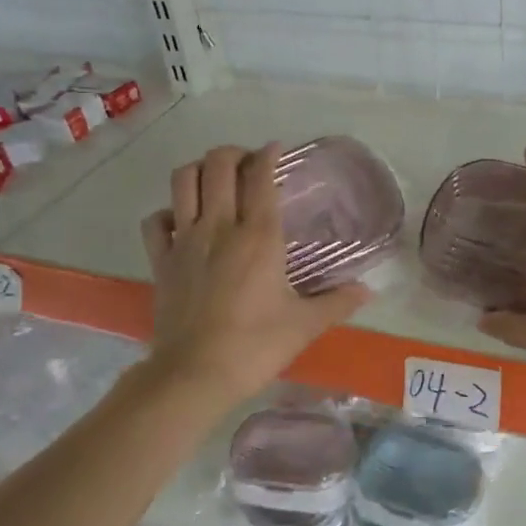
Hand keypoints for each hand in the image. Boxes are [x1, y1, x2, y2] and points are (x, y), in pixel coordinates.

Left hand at [140, 144, 371, 402]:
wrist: (195, 374)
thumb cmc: (256, 346)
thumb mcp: (305, 325)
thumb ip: (338, 302)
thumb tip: (368, 290)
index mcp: (258, 236)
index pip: (261, 176)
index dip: (268, 155)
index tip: (276, 150)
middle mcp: (219, 227)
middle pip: (218, 164)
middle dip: (234, 153)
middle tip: (248, 165)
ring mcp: (185, 240)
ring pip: (183, 180)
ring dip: (200, 170)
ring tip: (216, 181)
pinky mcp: (161, 260)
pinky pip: (157, 220)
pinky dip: (169, 212)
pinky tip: (183, 222)